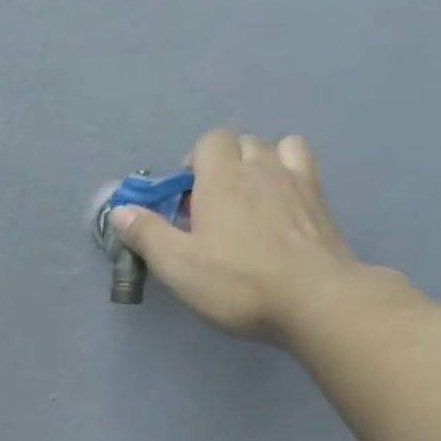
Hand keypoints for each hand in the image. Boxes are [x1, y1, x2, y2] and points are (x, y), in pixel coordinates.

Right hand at [109, 131, 396, 342]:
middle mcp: (260, 166)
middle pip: (240, 145)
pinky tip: (282, 207)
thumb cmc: (236, 283)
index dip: (194, 165)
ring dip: (258, 167)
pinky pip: (302, 167)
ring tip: (250, 204)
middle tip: (212, 210)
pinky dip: (288, 176)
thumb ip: (147, 235)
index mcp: (221, 177)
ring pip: (274, 150)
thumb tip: (120, 210)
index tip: (185, 200)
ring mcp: (296, 179)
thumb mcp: (178, 266)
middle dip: (223, 168)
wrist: (311, 297)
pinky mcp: (321, 201)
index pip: (208, 143)